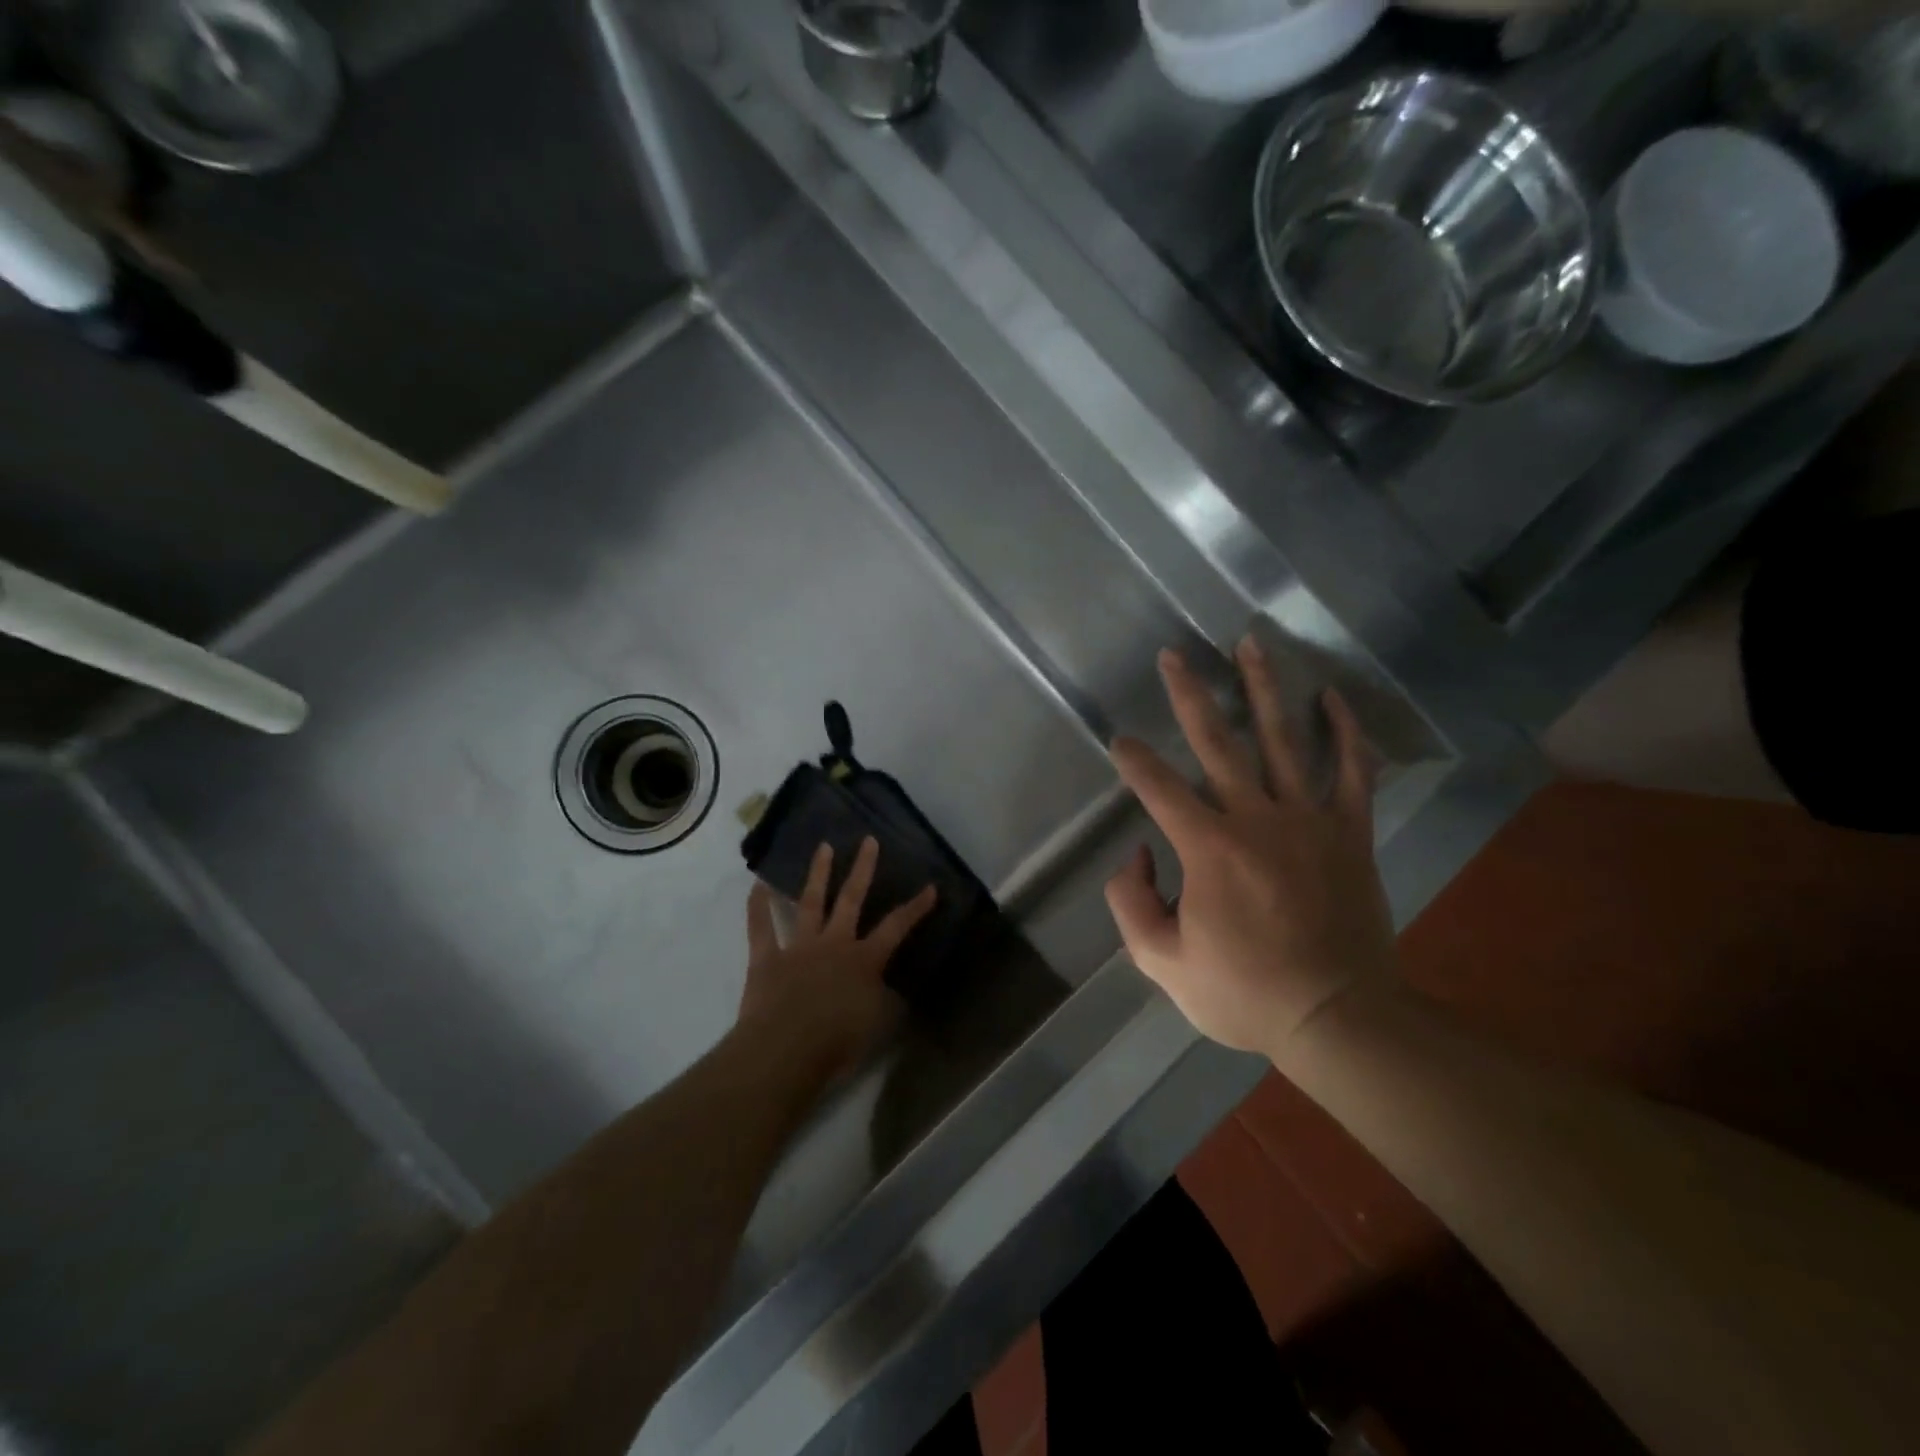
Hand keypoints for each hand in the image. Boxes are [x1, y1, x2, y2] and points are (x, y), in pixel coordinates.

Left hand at [740, 837, 936, 1079]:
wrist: (785, 1051)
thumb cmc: (837, 1042)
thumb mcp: (876, 1025)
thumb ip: (886, 1002)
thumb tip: (893, 990)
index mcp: (864, 960)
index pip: (896, 927)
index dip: (915, 908)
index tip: (930, 887)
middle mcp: (834, 944)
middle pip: (851, 899)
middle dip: (863, 869)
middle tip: (868, 841)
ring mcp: (798, 948)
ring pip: (810, 903)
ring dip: (818, 874)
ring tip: (823, 847)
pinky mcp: (766, 959)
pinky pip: (760, 929)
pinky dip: (757, 906)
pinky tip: (756, 885)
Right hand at [1105, 637, 1396, 1055]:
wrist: (1337, 1018)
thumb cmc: (1245, 993)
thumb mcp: (1162, 964)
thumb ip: (1131, 905)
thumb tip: (1137, 856)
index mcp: (1209, 848)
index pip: (1159, 787)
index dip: (1134, 760)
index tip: (1120, 742)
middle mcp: (1257, 818)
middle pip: (1219, 741)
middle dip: (1190, 694)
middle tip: (1174, 655)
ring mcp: (1310, 820)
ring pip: (1285, 739)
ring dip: (1264, 688)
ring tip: (1250, 644)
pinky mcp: (1350, 833)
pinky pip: (1353, 771)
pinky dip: (1346, 732)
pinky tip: (1332, 697)